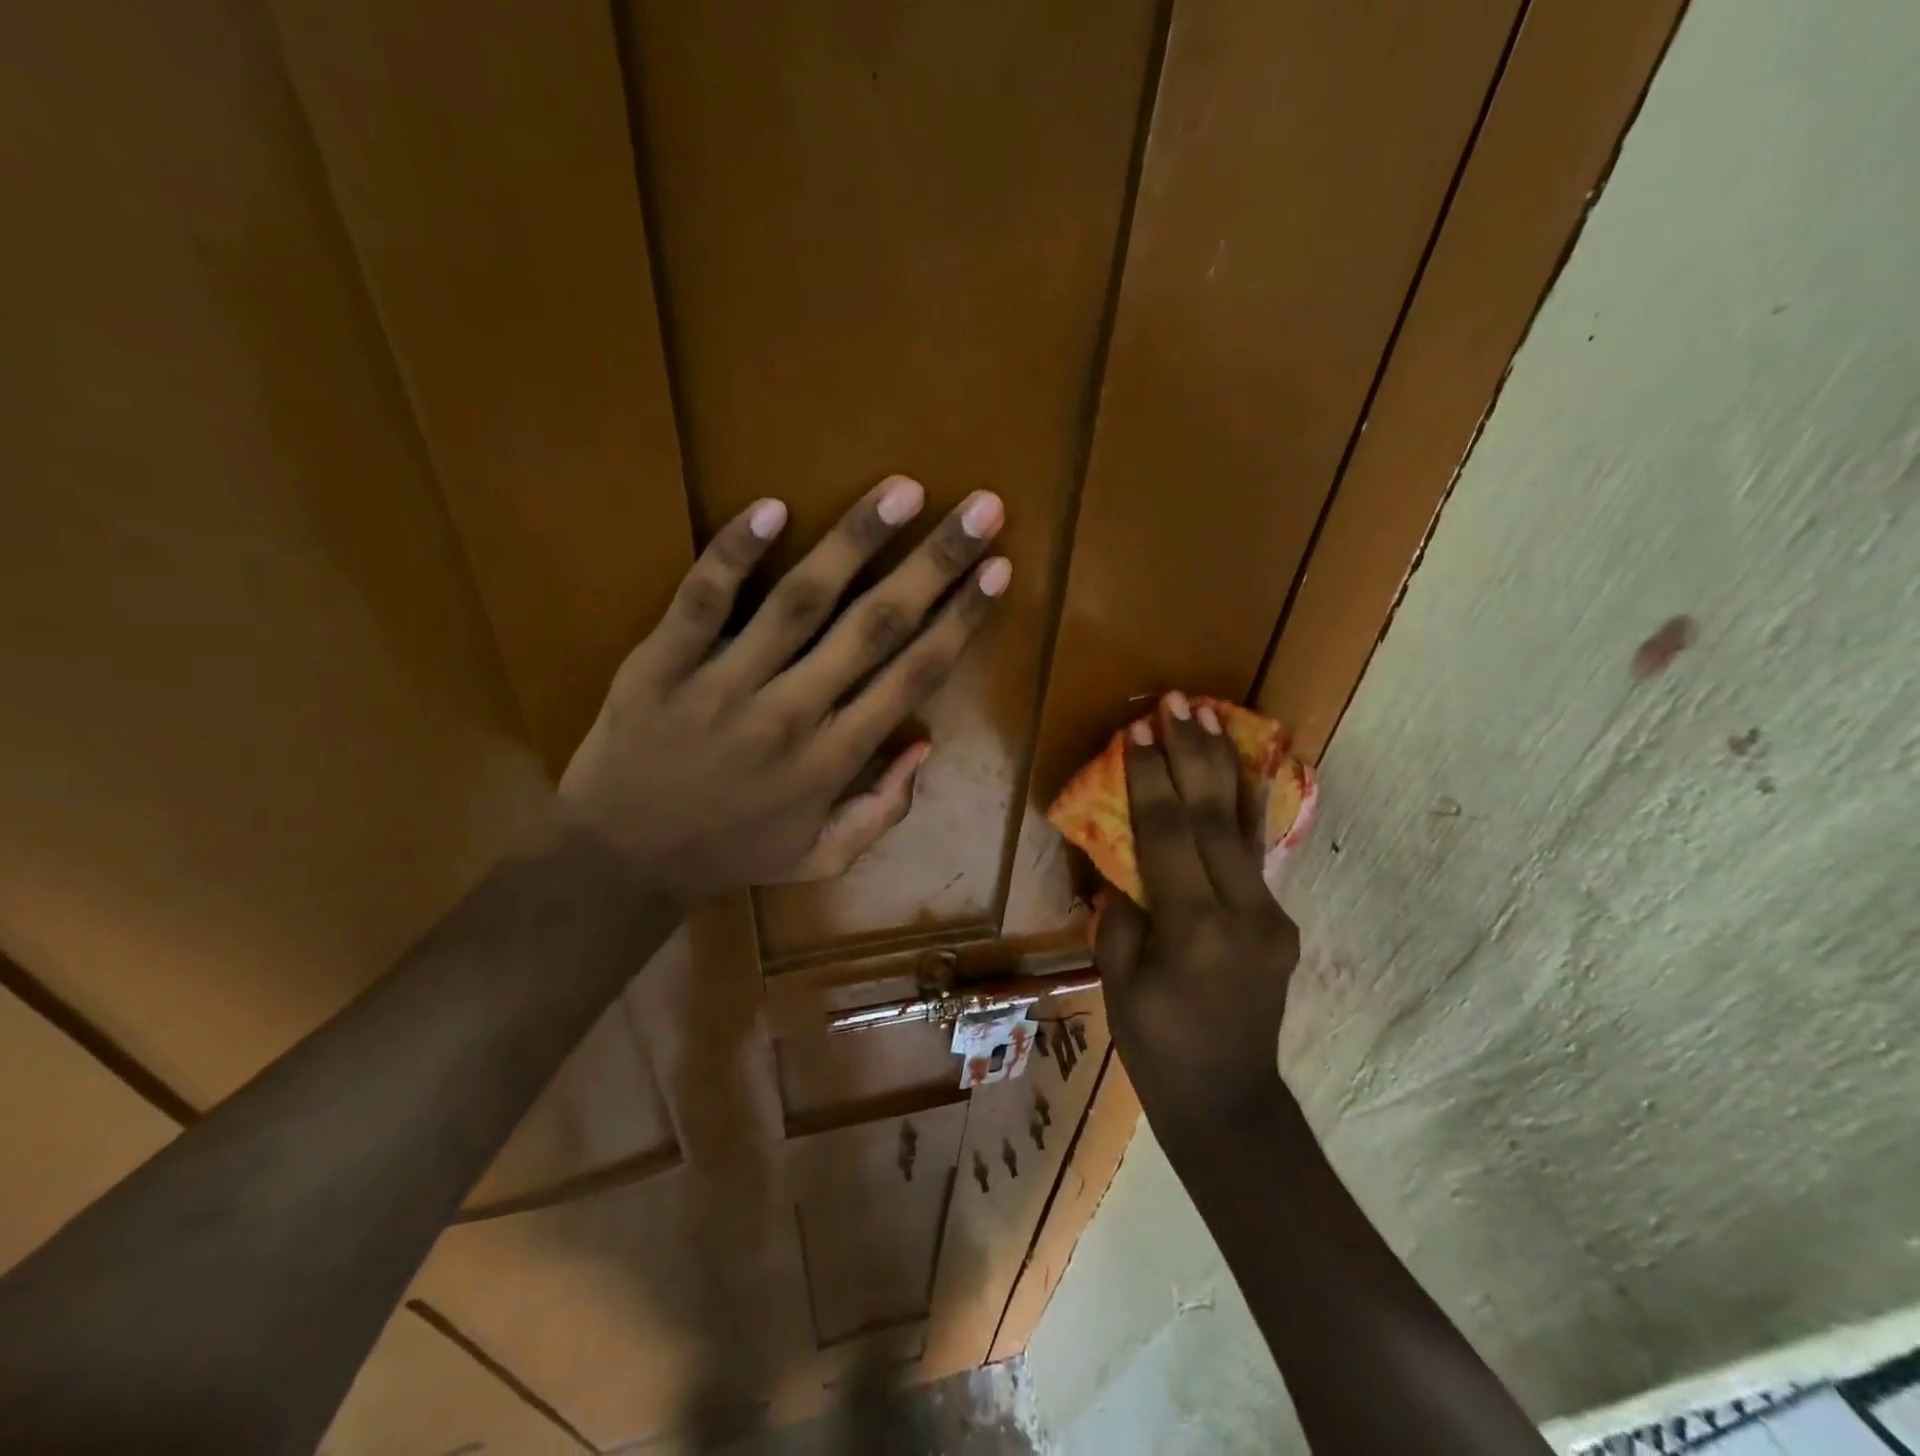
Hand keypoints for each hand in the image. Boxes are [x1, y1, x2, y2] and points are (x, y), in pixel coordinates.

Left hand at [559, 476, 1009, 901]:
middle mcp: (792, 714)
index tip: (998, 571)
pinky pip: (703, 600)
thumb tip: (923, 745)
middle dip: (936, 564)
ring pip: (801, 601)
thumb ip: (882, 810)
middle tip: (981, 509)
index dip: (962, 620)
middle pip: (876, 626)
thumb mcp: (822, 857)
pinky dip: (735, 553)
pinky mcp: (662, 663)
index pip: (914, 675)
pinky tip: (772, 507)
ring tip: (902, 489)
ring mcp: (725, 685)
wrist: (621, 862)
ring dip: (856, 540)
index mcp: (834, 760)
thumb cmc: (730, 854)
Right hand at [1095, 692, 1300, 1146]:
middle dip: (1191, 753)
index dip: (1150, 778)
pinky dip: (1244, 803)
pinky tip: (1238, 767)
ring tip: (1211, 714)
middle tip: (1177, 700)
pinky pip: (1254, 852)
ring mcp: (1271, 914)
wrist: (1229, 1102)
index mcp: (1195, 929)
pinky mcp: (1279, 919)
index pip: (1169, 834)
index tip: (1137, 728)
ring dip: (1223, 764)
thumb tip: (1126, 863)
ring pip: (1243, 825)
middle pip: (1213, 817)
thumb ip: (1123, 912)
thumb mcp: (1120, 981)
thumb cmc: (1157, 1047)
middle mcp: (1243, 912)